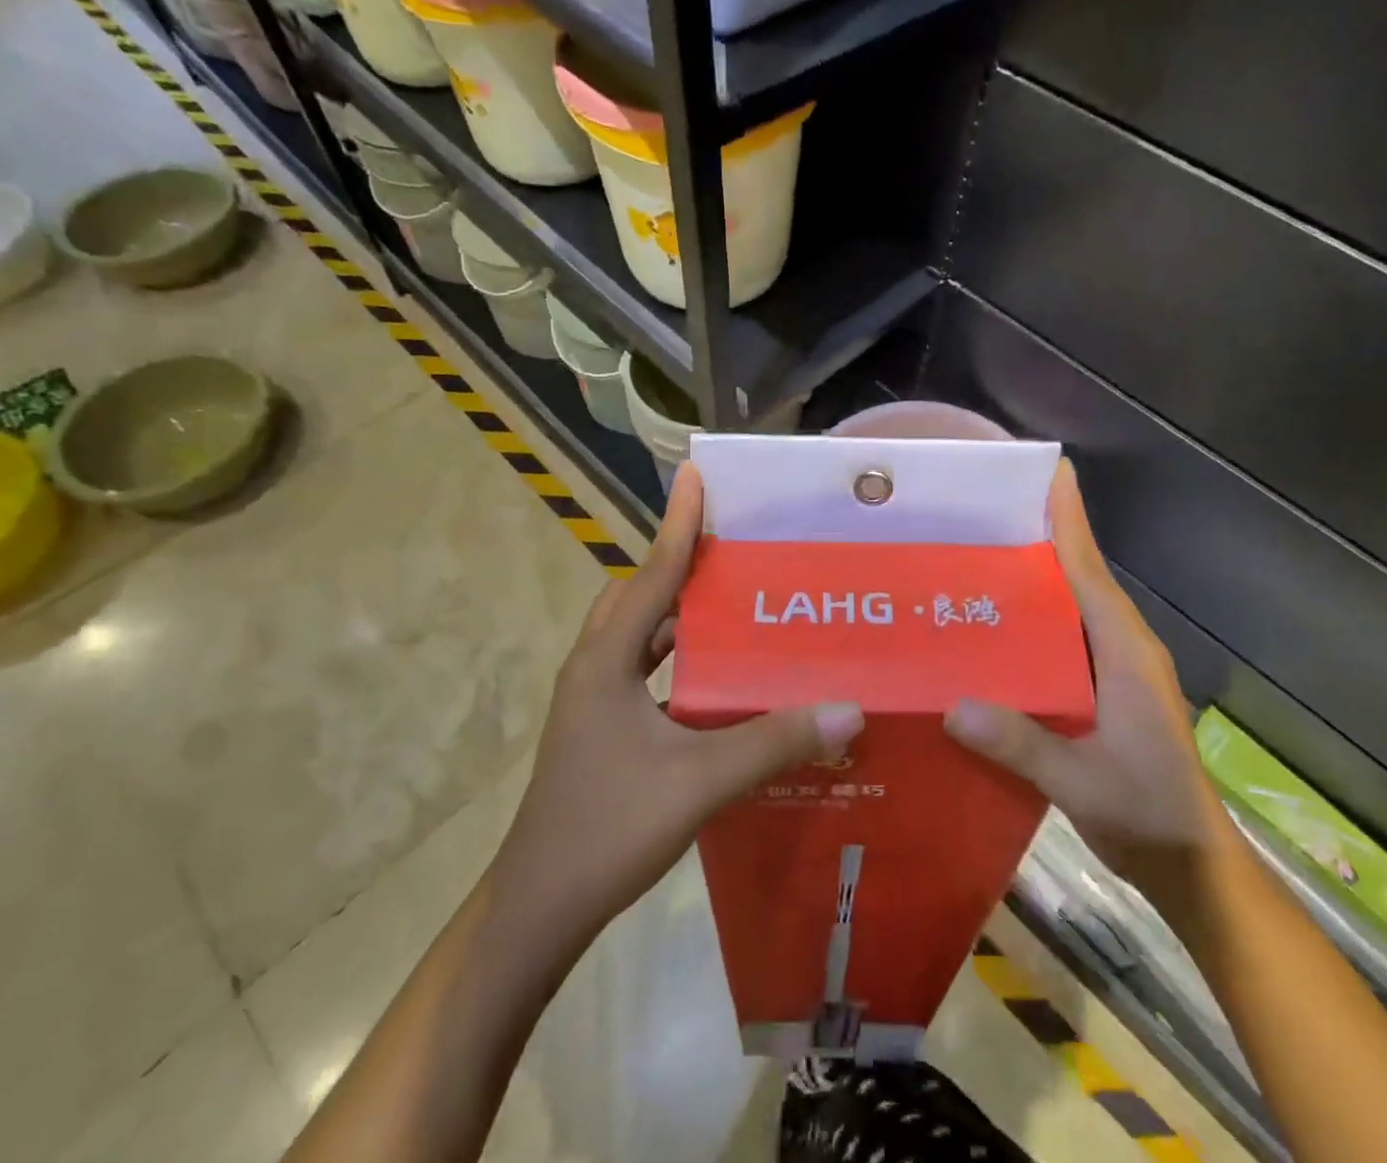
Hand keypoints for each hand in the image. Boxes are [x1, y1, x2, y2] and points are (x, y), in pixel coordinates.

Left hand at [496, 464, 864, 941]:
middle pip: (640, 595)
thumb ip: (773, 743)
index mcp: (606, 660)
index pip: (651, 574)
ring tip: (736, 604)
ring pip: (641, 635)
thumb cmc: (607, 830)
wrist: (537, 909)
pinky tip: (719, 679)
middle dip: (682, 565)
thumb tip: (849, 709)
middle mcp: (595, 667)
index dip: (678, 524)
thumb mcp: (698, 782)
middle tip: (736, 549)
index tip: (697, 476)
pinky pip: (645, 671)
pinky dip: (678, 658)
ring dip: (681, 614)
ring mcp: (594, 700)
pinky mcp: (601, 728)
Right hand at [943, 461, 1220, 893]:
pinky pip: (1062, 641)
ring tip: (975, 558)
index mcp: (1125, 653)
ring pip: (1069, 609)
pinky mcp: (1101, 693)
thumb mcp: (1084, 783)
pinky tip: (990, 630)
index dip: (1069, 520)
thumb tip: (953, 706)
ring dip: (1033, 580)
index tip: (1050, 471)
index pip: (1090, 571)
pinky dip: (1033, 623)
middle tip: (983, 512)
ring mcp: (1113, 671)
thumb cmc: (1150, 816)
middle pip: (1077, 577)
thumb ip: (1022, 746)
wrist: (1192, 868)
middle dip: (1039, 538)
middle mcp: (1120, 648)